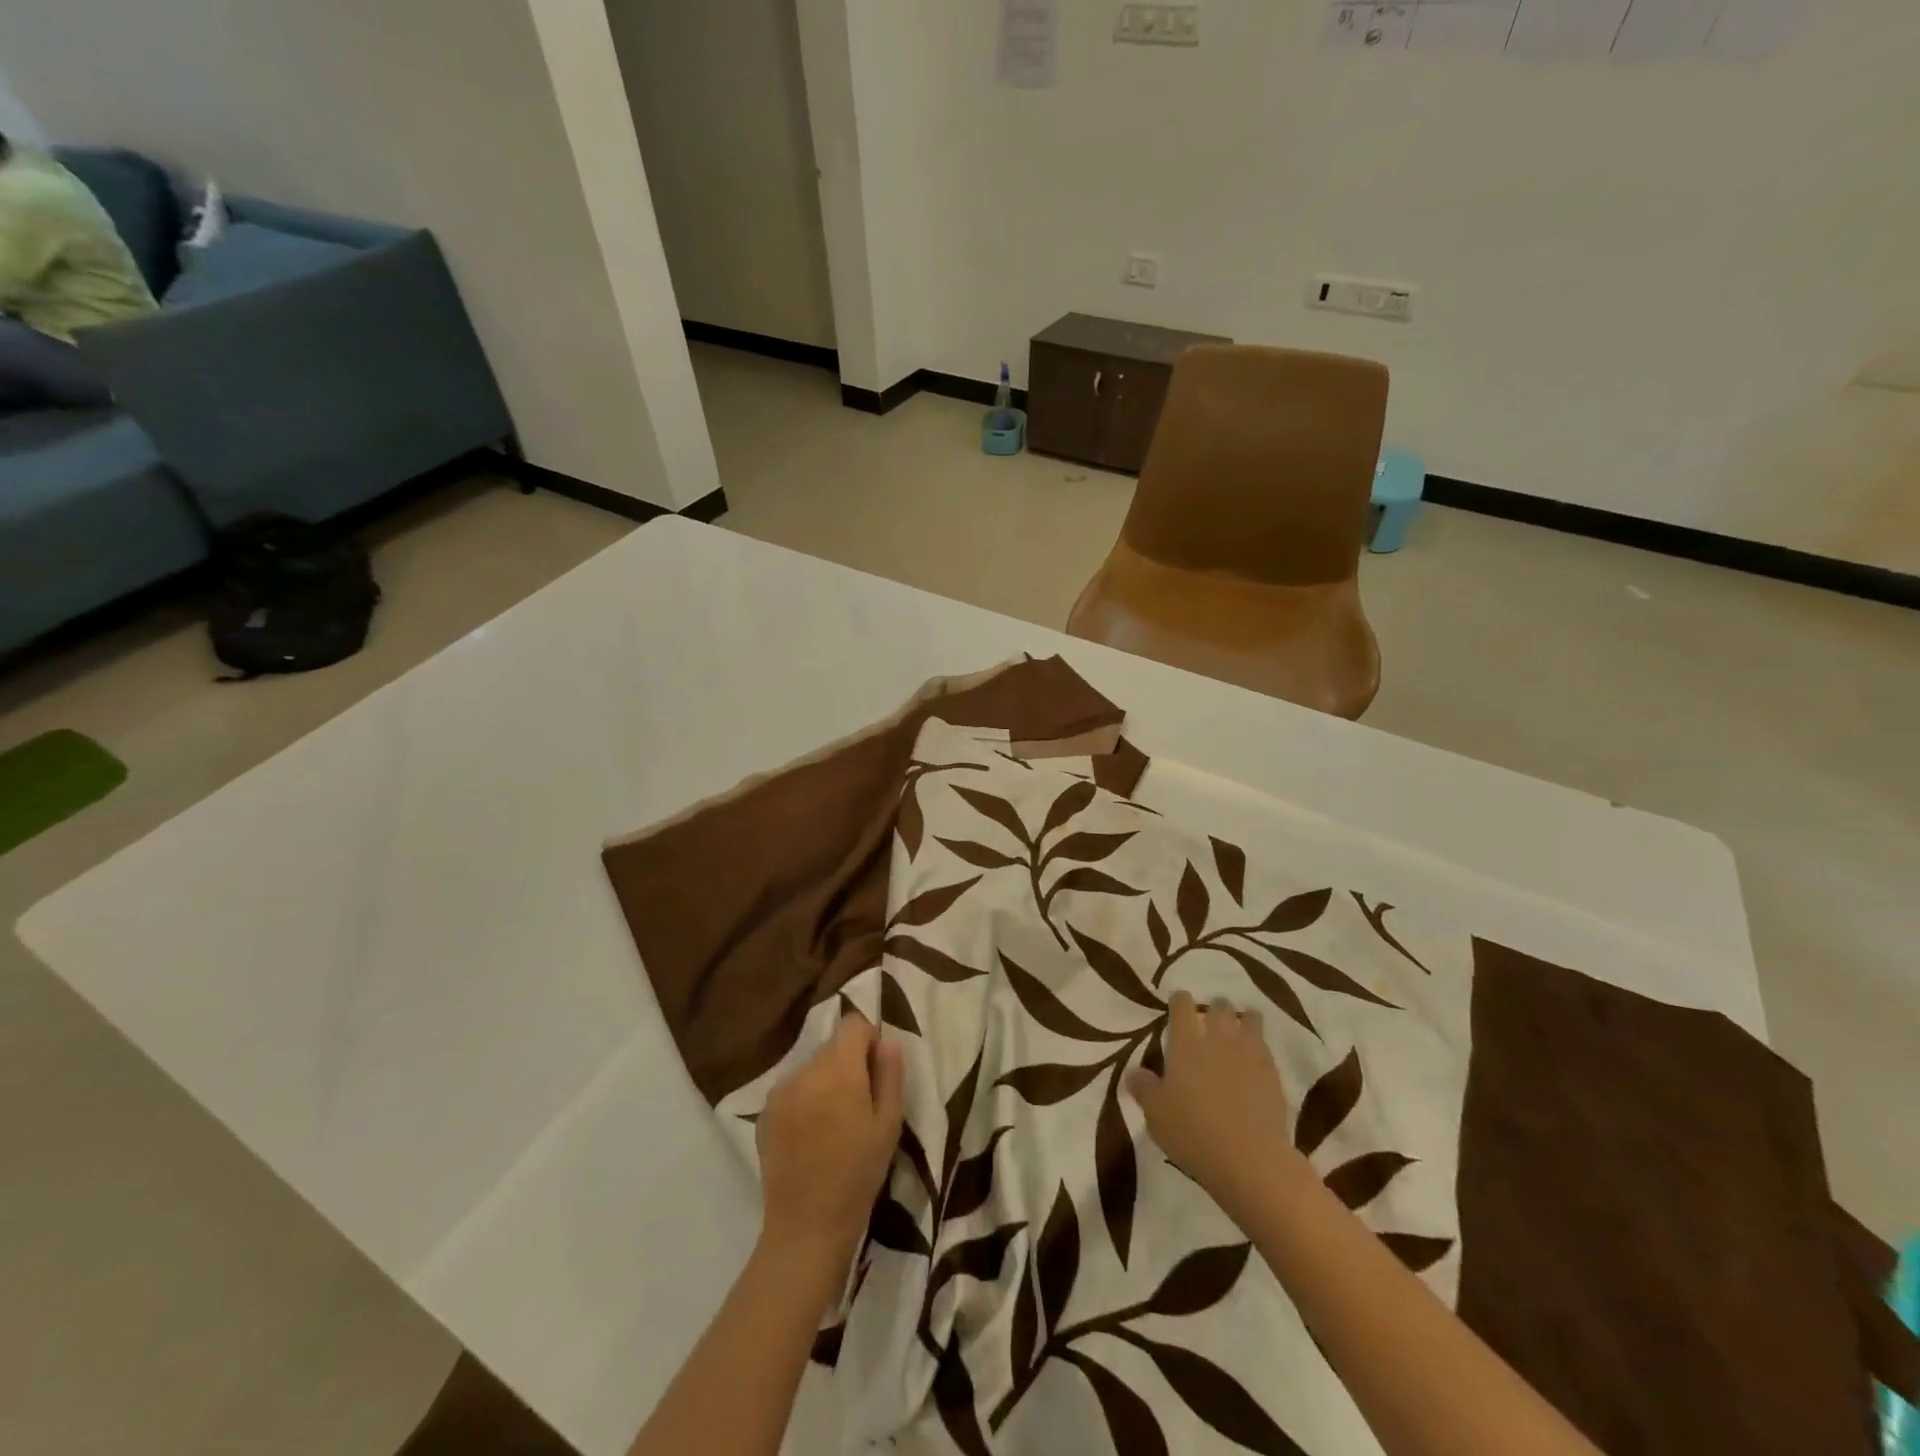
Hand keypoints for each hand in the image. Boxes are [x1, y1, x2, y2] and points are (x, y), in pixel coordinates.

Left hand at [756, 1011, 904, 1281]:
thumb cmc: (859, 1174)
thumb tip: (887, 1042)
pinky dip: (805, 1100)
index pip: (853, 1024)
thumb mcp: (889, 1124)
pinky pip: (793, 1089)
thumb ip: (890, 1075)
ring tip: (833, 1124)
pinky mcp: (765, 1112)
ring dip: (825, 1082)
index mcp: (839, 1070)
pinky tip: (811, 1136)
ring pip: (812, 1068)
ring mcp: (781, 1091)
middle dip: (848, 1064)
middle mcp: (805, 1071)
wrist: (807, 1226)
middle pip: (832, 1047)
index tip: (875, 1072)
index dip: (868, 1040)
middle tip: (859, 1104)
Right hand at [1128, 992, 1302, 1220]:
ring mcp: (1249, 1054)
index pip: (1182, 1005)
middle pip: (1219, 1006)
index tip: (1178, 1005)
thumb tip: (1133, 1072)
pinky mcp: (1273, 1075)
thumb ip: (1143, 1088)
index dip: (1180, 1001)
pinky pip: (1266, 1050)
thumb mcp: (1156, 1113)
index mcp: (1186, 1043)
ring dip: (1244, 1021)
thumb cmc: (1193, 1132)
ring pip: (1250, 1020)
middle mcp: (1218, 1039)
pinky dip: (1260, 1050)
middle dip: (1215, 1008)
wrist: (1250, 1159)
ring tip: (1239, 1031)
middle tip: (1210, 1020)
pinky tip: (1255, 1064)